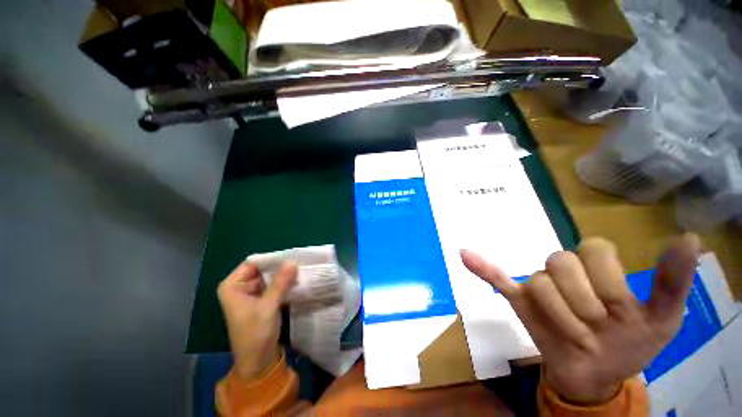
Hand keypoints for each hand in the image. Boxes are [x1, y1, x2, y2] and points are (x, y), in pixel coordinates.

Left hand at [217, 260, 297, 380]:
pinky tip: (296, 279)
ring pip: (269, 276)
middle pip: (262, 269)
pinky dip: (283, 283)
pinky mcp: (261, 300)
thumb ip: (280, 283)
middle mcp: (240, 287)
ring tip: (300, 268)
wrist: (257, 361)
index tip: (291, 255)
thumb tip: (293, 261)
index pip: (253, 263)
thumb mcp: (268, 306)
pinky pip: (273, 285)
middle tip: (299, 261)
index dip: (271, 259)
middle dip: (279, 266)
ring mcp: (251, 293)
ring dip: (283, 274)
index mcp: (232, 286)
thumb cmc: (256, 334)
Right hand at [461, 234, 699, 404]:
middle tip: (595, 329)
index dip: (606, 281)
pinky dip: (482, 268)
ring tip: (574, 336)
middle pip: (561, 263)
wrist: (594, 373)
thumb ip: (673, 280)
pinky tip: (465, 255)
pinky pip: (497, 278)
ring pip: (538, 283)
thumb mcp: (664, 318)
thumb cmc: (633, 344)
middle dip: (582, 302)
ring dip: (558, 315)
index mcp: (599, 269)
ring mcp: (540, 285)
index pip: (594, 249)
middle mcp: (566, 271)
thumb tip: (691, 237)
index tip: (619, 312)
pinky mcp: (520, 300)